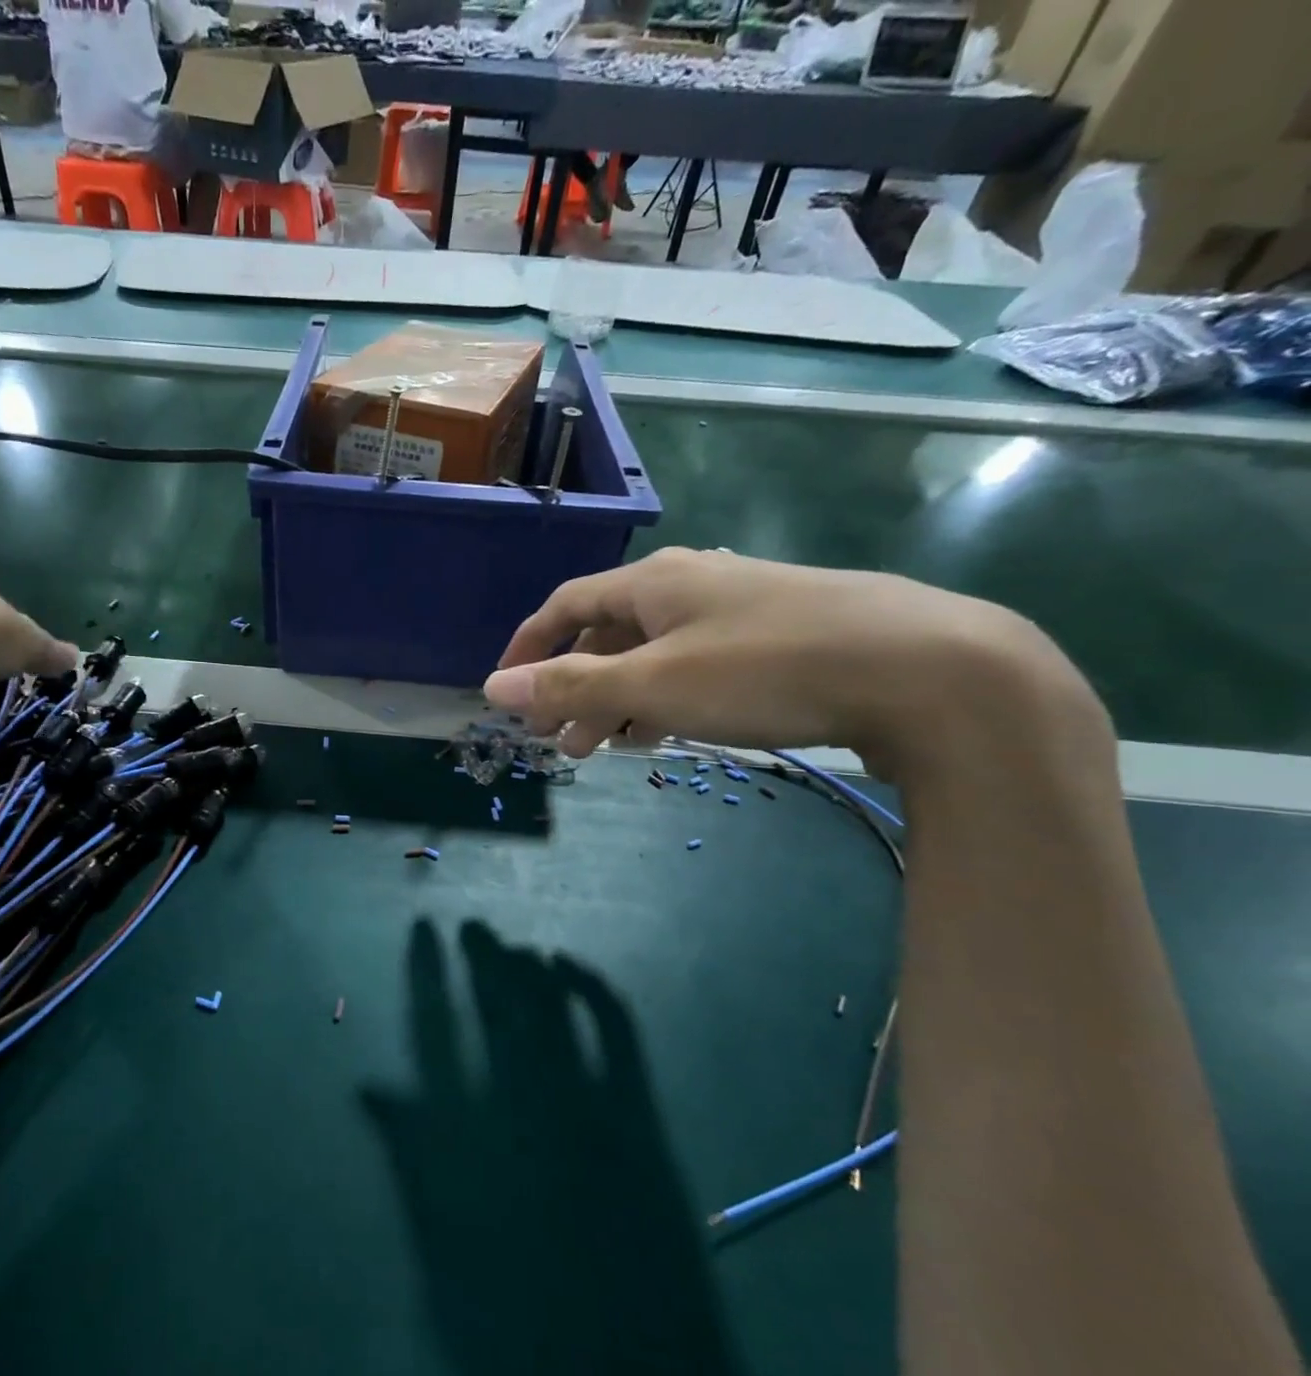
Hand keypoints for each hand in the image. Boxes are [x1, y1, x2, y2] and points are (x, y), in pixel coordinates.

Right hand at [484, 548, 1101, 772]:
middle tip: (558, 740)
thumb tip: (494, 688)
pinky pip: (695, 666)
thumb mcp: (655, 684)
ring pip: (654, 654)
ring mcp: (739, 609)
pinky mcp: (779, 638)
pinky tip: (667, 731)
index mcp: (653, 582)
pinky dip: (665, 699)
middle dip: (574, 687)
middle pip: (608, 634)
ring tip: (605, 748)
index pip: (566, 605)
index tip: (507, 691)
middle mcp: (691, 584)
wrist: (925, 669)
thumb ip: (571, 687)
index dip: (529, 647)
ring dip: (618, 699)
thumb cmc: (766, 670)